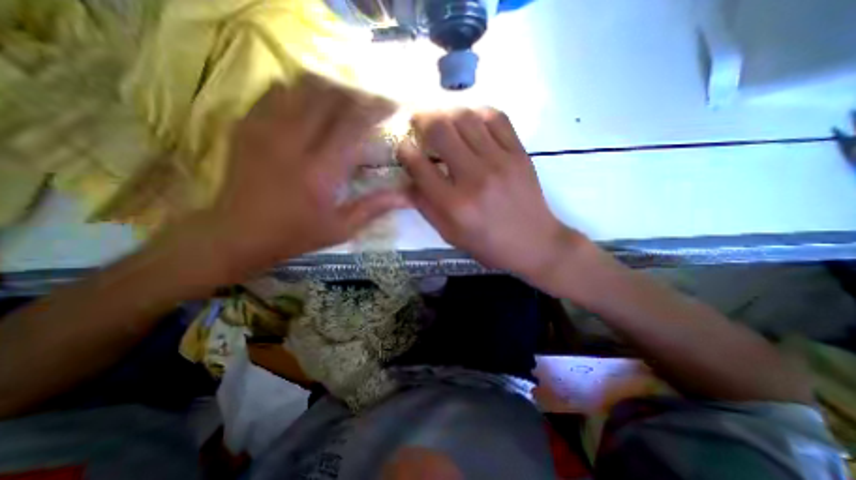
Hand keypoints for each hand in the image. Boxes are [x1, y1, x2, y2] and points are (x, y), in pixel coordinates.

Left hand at [196, 73, 407, 282]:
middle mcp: (295, 142)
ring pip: (304, 88)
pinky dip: (301, 91)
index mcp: (322, 171)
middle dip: (357, 96)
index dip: (376, 111)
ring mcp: (267, 129)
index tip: (391, 109)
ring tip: (346, 101)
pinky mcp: (248, 125)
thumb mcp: (341, 228)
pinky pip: (277, 91)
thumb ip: (375, 207)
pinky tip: (312, 104)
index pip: (354, 125)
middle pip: (332, 98)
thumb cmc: (296, 234)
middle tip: (371, 104)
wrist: (237, 234)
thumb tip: (407, 197)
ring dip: (332, 90)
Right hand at [397, 109, 576, 279]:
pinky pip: (496, 118)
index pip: (419, 166)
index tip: (403, 148)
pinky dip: (478, 113)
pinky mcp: (519, 153)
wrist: (533, 242)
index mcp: (454, 205)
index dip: (405, 152)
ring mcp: (500, 162)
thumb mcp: (449, 233)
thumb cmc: (487, 243)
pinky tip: (471, 121)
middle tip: (417, 121)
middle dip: (421, 120)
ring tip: (442, 119)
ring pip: (466, 117)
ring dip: (447, 113)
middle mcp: (474, 178)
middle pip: (441, 130)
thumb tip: (403, 183)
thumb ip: (424, 206)